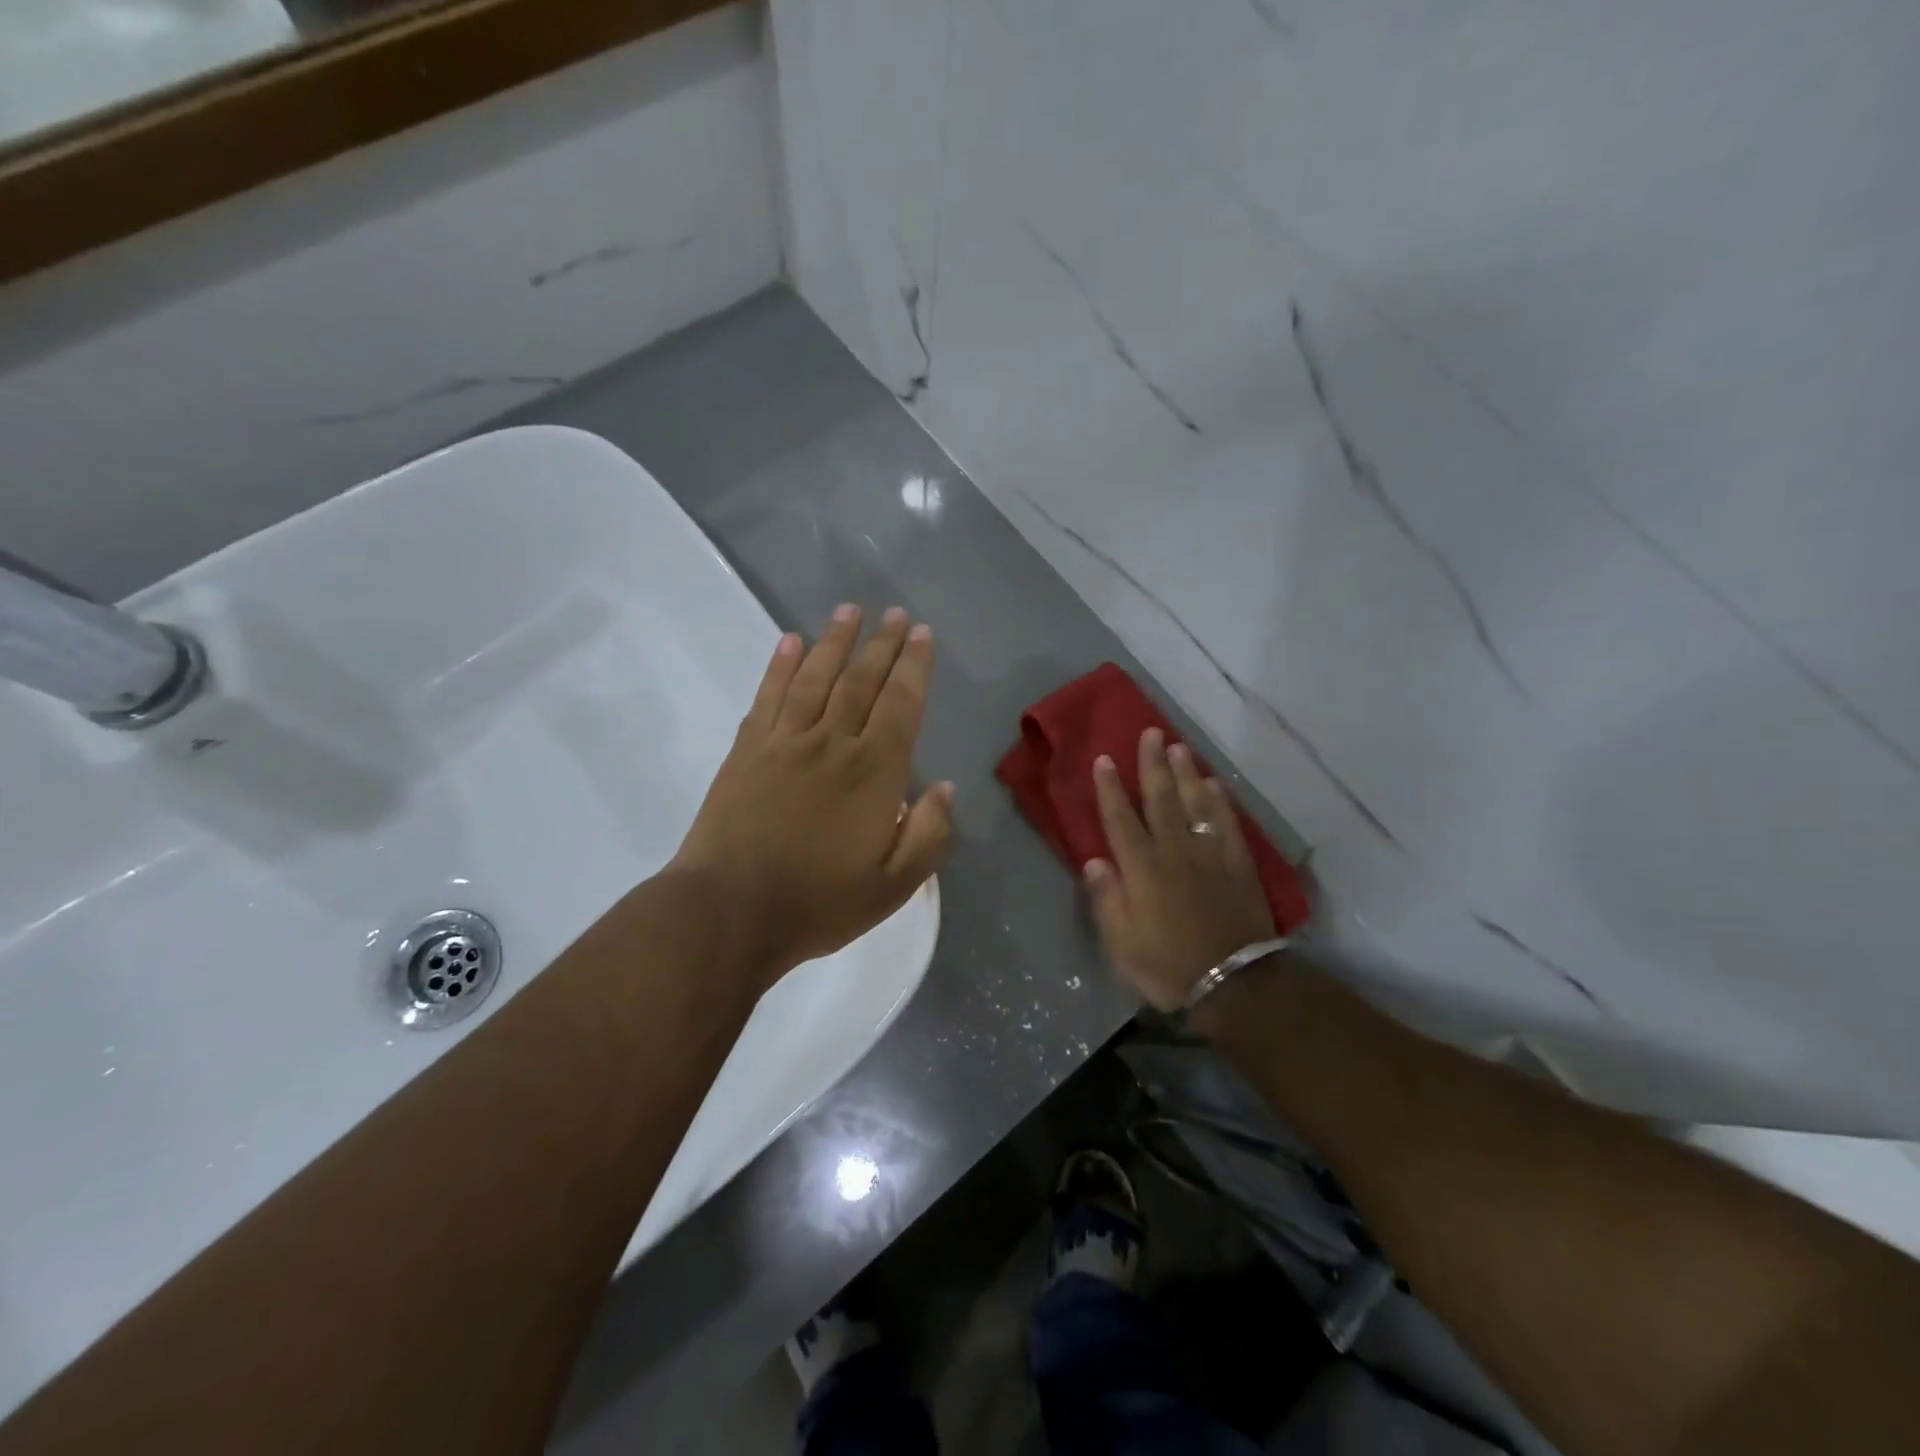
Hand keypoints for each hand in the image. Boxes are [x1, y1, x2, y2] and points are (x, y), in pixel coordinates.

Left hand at [670, 604, 953, 985]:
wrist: (730, 911)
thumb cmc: (818, 903)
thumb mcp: (893, 886)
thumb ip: (928, 835)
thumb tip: (947, 788)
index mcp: (875, 772)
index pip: (902, 704)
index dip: (915, 666)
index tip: (923, 635)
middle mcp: (833, 743)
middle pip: (862, 680)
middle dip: (883, 644)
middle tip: (896, 614)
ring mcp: (785, 741)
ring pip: (816, 677)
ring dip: (835, 641)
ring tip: (850, 611)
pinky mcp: (747, 750)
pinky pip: (769, 696)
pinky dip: (781, 665)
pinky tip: (790, 642)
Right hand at [1085, 728, 1275, 1011]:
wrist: (1234, 983)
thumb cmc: (1167, 965)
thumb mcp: (1121, 942)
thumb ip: (1107, 898)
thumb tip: (1094, 860)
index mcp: (1141, 868)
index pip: (1120, 819)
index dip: (1110, 788)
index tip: (1104, 758)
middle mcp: (1174, 851)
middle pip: (1161, 799)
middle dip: (1152, 764)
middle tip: (1150, 733)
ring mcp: (1208, 855)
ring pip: (1195, 803)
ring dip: (1185, 773)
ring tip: (1178, 746)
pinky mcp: (1237, 864)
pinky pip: (1226, 824)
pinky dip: (1220, 802)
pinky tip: (1214, 784)